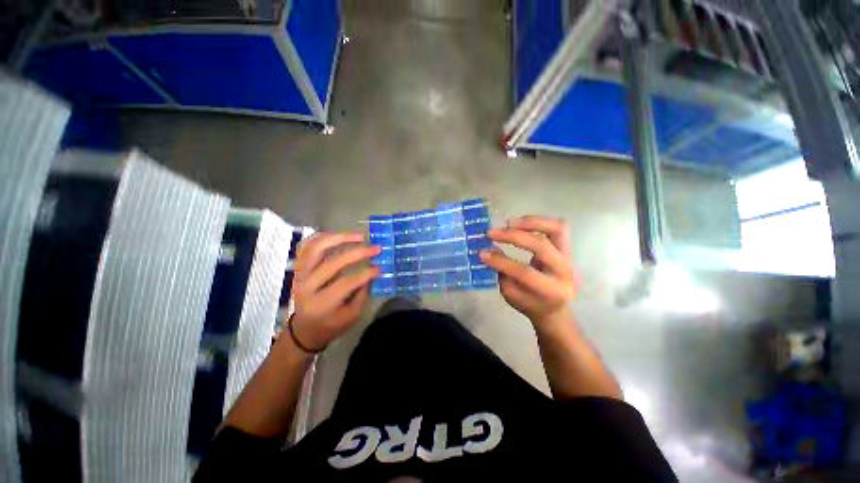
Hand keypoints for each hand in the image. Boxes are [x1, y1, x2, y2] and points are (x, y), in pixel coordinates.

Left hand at [290, 232, 380, 351]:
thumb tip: (372, 270)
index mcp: (322, 304)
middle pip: (332, 263)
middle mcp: (307, 287)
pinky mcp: (299, 268)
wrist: (305, 329)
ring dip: (339, 238)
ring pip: (316, 248)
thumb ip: (362, 292)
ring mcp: (300, 274)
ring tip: (359, 236)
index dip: (365, 273)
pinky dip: (323, 237)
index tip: (380, 268)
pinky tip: (339, 235)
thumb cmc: (331, 324)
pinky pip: (308, 246)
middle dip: (357, 253)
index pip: (346, 283)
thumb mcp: (352, 315)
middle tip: (375, 248)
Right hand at [479, 216, 575, 330]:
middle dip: (513, 236)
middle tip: (492, 233)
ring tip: (509, 223)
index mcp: (551, 291)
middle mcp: (564, 272)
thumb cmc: (530, 303)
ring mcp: (569, 257)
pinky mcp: (567, 248)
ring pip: (556, 229)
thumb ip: (502, 273)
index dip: (501, 261)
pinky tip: (520, 223)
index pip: (524, 272)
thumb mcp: (511, 294)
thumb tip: (490, 249)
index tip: (482, 253)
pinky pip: (557, 227)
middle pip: (541, 246)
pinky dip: (538, 221)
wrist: (554, 307)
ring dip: (530, 223)